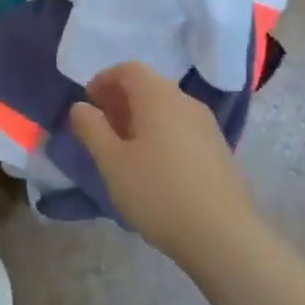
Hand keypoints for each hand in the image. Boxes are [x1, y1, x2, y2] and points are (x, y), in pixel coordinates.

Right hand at [70, 61, 257, 263]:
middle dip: (120, 99)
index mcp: (158, 96)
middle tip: (101, 126)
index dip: (104, 80)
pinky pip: (181, 127)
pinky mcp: (218, 148)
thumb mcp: (112, 162)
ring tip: (124, 149)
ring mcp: (206, 125)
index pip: (128, 69)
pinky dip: (160, 133)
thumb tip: (81, 106)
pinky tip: (153, 166)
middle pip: (149, 86)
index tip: (88, 102)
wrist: (223, 235)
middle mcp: (185, 101)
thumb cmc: (158, 192)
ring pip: (166, 108)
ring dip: (140, 118)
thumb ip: (92, 129)